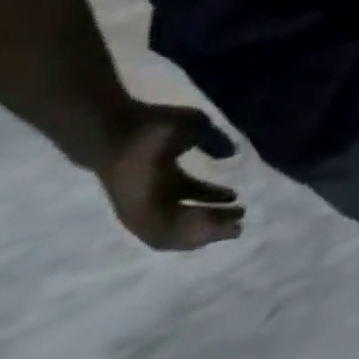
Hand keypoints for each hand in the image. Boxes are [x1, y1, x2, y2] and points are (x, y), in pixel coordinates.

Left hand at [92, 104, 243, 251]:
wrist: (118, 131)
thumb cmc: (156, 125)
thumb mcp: (195, 127)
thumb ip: (214, 141)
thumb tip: (230, 154)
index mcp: (165, 180)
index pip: (191, 196)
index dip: (214, 200)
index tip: (238, 202)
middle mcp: (152, 199)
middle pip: (184, 219)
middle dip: (212, 224)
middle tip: (240, 225)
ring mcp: (141, 209)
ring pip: (175, 232)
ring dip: (204, 232)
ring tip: (232, 226)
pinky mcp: (136, 214)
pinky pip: (162, 233)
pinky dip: (187, 233)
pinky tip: (213, 228)